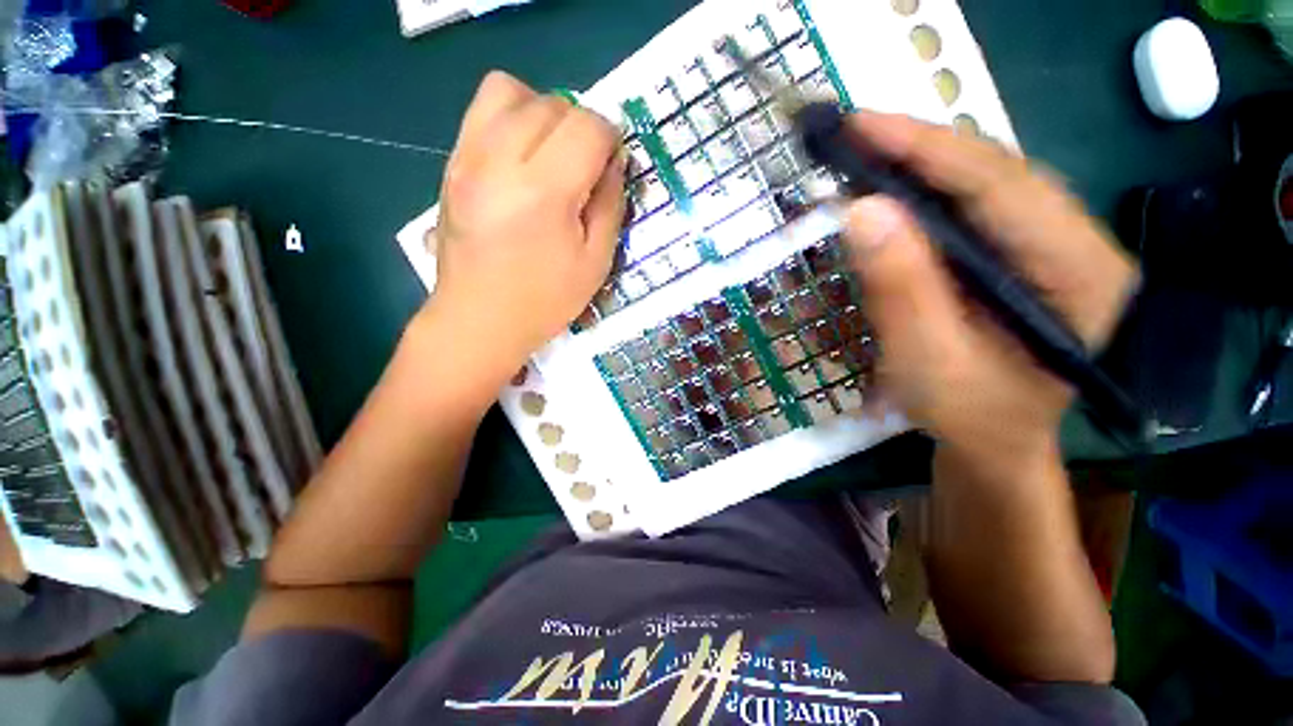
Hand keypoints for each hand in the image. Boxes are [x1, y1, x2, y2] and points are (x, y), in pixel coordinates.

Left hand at [428, 71, 625, 376]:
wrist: (479, 319)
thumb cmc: (545, 300)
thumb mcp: (596, 262)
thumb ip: (611, 205)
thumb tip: (614, 161)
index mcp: (544, 192)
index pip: (587, 127)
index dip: (610, 139)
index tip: (612, 165)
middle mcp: (500, 160)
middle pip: (552, 103)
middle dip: (581, 127)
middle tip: (586, 167)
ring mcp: (468, 157)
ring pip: (510, 90)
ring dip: (543, 113)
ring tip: (552, 153)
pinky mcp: (451, 163)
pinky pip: (481, 110)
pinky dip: (511, 118)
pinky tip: (521, 159)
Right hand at [841, 112, 1137, 470]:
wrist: (994, 440)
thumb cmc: (968, 414)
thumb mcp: (928, 361)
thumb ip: (901, 289)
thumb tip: (861, 209)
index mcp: (1080, 273)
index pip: (1001, 186)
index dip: (927, 149)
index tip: (860, 126)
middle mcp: (1079, 242)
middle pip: (996, 172)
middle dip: (918, 148)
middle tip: (850, 135)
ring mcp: (1052, 242)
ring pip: (983, 182)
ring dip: (919, 164)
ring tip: (863, 154)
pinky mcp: (1021, 251)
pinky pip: (972, 205)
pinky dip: (924, 191)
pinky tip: (891, 190)